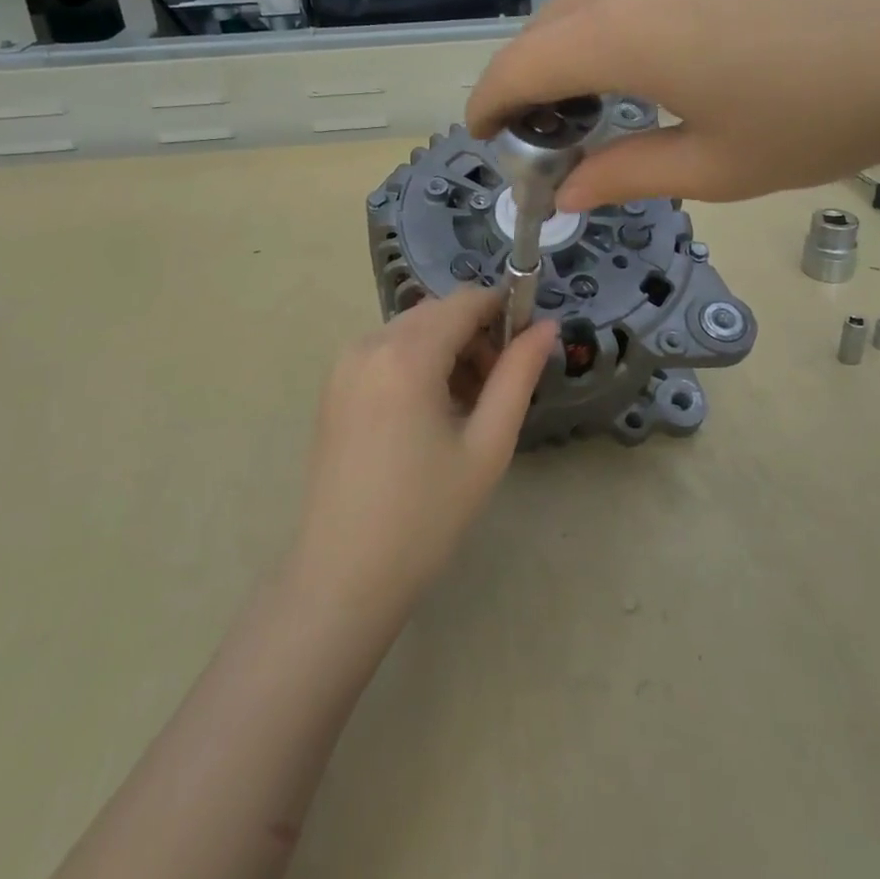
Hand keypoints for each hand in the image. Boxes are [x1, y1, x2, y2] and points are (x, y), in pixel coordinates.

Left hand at [290, 287, 557, 617]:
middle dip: (476, 335)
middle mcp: (368, 344)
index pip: (466, 301)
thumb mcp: (487, 445)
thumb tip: (545, 327)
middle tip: (498, 389)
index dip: (504, 312)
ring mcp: (344, 365)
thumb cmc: (426, 515)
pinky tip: (430, 414)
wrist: (343, 576)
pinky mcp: (334, 387)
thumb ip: (518, 375)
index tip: (527, 349)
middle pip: (437, 313)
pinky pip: (386, 353)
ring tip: (468, 408)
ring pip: (412, 331)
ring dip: (447, 350)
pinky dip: (417, 364)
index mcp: (406, 355)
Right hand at [466, 0, 879, 210]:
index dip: (490, 103)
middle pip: (547, 26)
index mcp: (621, 32)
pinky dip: (618, 19)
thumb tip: (567, 194)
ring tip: (600, 97)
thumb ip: (624, 174)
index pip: (519, 65)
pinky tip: (658, 53)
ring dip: (573, 47)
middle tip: (548, 133)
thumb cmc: (822, 114)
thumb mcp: (715, 165)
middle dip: (529, 79)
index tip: (485, 136)